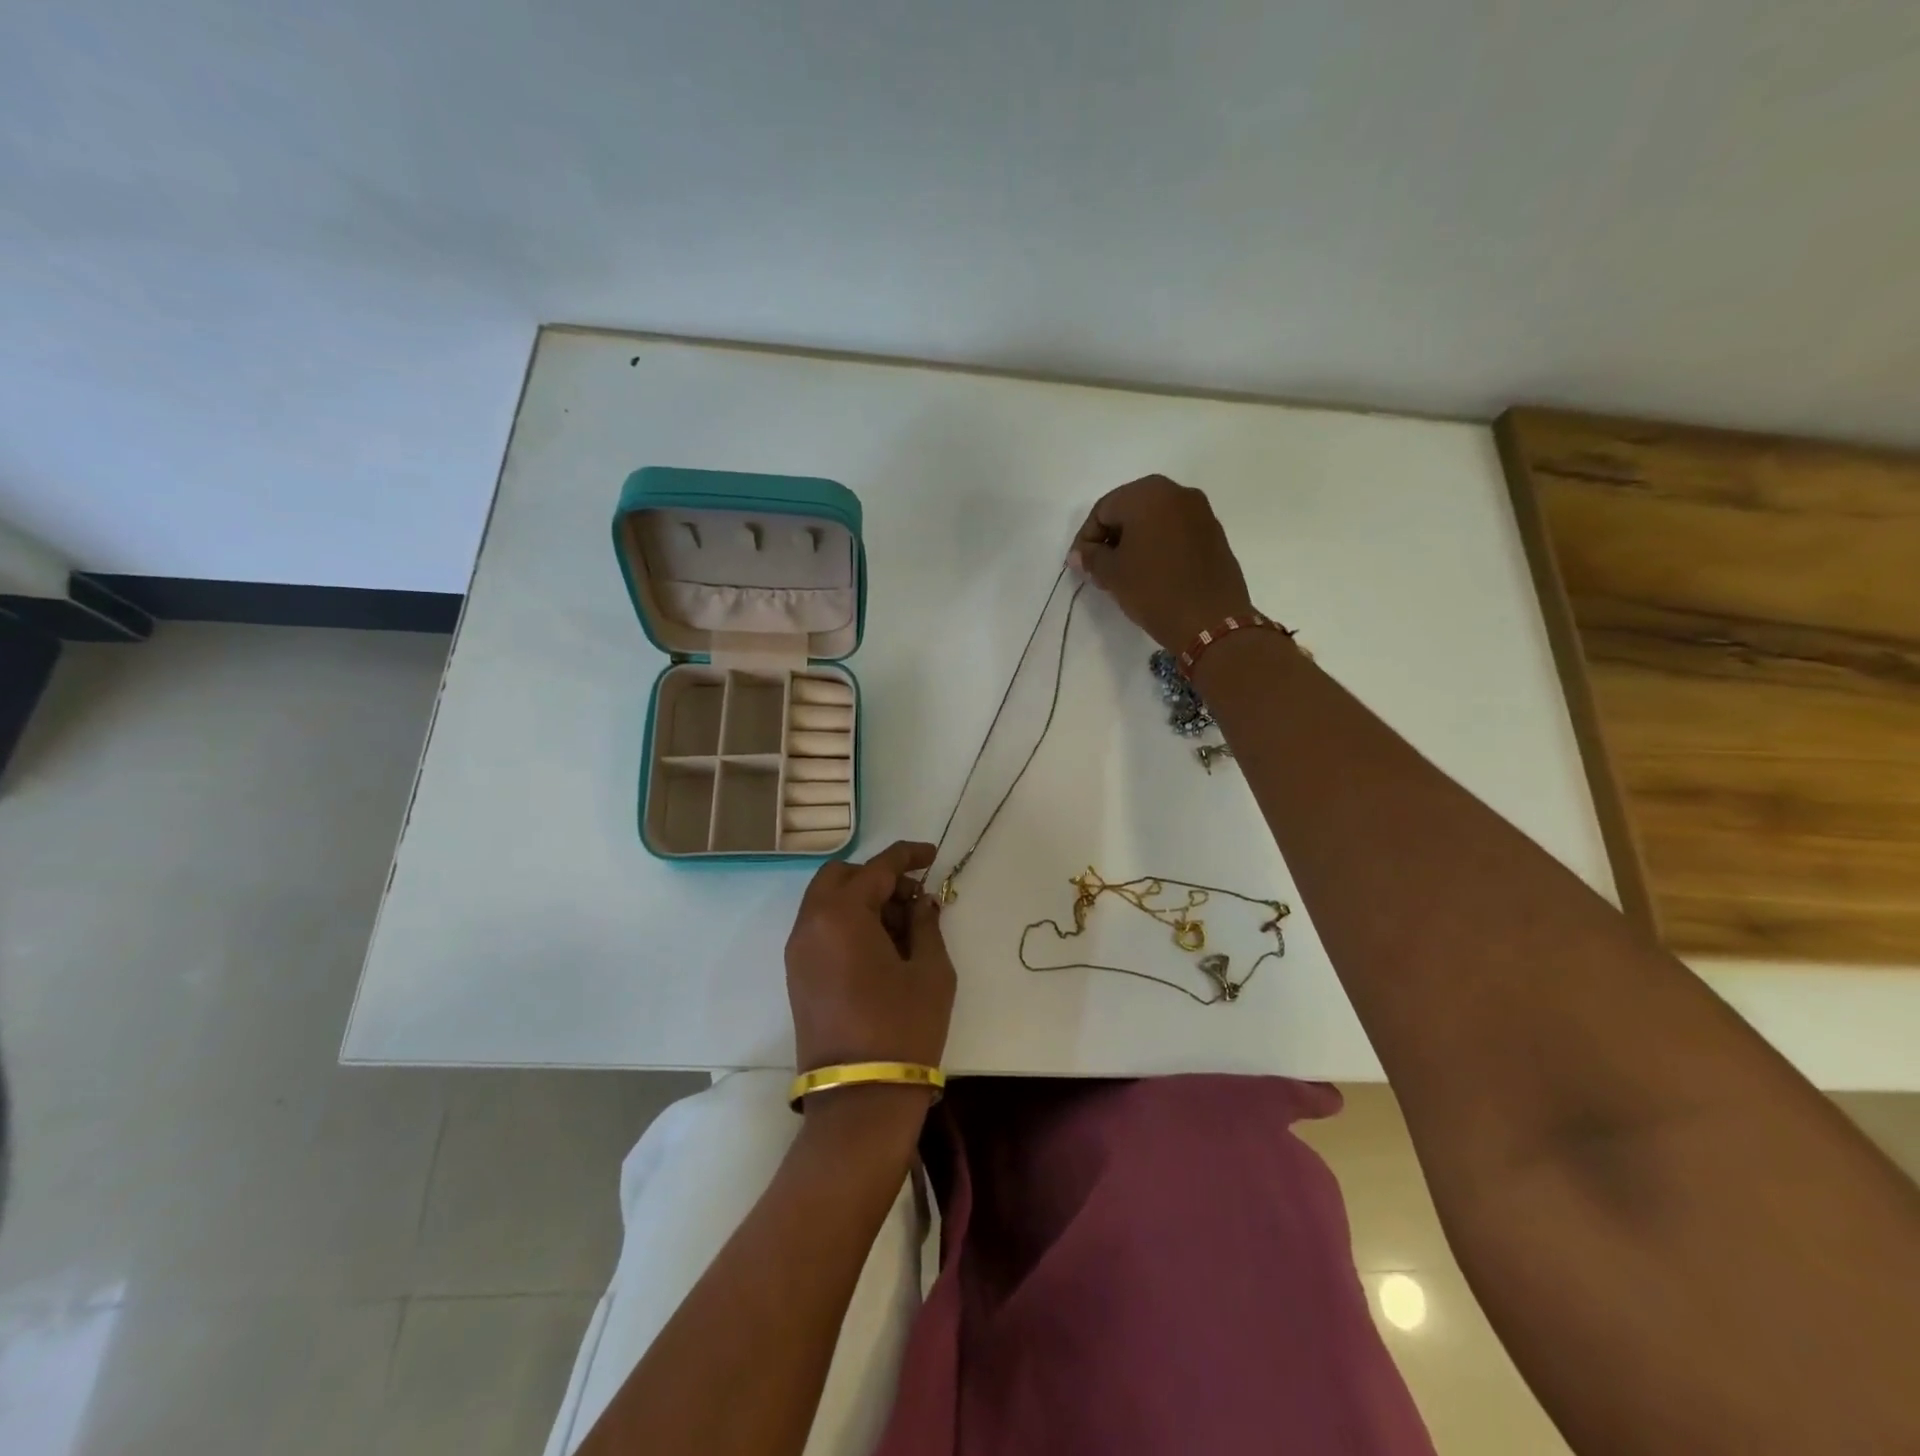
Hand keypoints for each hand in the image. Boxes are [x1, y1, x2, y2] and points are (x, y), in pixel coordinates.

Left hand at [785, 841, 954, 1078]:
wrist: (860, 1099)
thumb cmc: (903, 1027)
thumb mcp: (931, 970)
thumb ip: (926, 924)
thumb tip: (922, 903)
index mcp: (841, 914)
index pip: (877, 868)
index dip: (908, 856)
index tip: (932, 854)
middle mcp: (810, 924)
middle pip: (841, 877)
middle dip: (878, 877)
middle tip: (913, 898)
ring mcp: (798, 952)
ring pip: (827, 902)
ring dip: (862, 900)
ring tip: (903, 927)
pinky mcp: (797, 976)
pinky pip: (821, 929)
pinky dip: (848, 922)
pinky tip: (881, 947)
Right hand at [1069, 475, 1254, 650]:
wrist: (1210, 621)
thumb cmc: (1154, 590)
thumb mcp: (1112, 575)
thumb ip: (1091, 558)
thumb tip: (1081, 554)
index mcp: (1148, 494)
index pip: (1103, 510)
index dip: (1086, 538)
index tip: (1080, 565)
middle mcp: (1177, 492)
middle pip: (1130, 510)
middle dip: (1112, 538)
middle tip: (1100, 569)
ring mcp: (1200, 512)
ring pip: (1154, 520)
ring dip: (1135, 542)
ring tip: (1125, 574)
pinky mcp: (1214, 534)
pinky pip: (1175, 532)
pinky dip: (1158, 546)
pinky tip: (1152, 573)